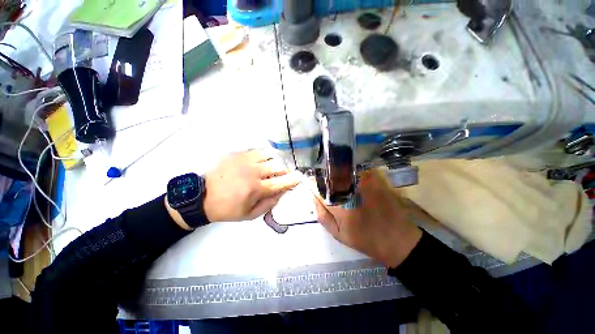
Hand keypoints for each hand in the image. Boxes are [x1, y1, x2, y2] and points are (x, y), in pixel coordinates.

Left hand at [203, 150, 300, 221]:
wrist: (203, 197)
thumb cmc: (228, 209)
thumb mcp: (250, 215)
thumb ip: (269, 204)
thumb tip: (282, 193)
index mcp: (256, 188)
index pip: (281, 182)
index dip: (292, 180)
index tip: (299, 177)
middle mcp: (252, 171)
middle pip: (277, 166)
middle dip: (284, 170)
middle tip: (283, 174)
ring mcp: (244, 160)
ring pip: (268, 154)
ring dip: (274, 161)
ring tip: (271, 167)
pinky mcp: (236, 154)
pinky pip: (256, 151)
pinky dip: (263, 156)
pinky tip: (260, 162)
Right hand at [313, 169, 422, 267]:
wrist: (398, 239)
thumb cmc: (366, 240)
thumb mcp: (338, 234)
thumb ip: (322, 215)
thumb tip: (314, 197)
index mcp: (340, 206)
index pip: (318, 187)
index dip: (312, 184)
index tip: (311, 185)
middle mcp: (351, 190)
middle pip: (329, 177)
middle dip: (324, 180)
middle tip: (326, 187)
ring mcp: (364, 182)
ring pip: (342, 172)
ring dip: (337, 176)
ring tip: (339, 186)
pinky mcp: (375, 179)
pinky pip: (356, 171)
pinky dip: (350, 175)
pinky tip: (353, 183)